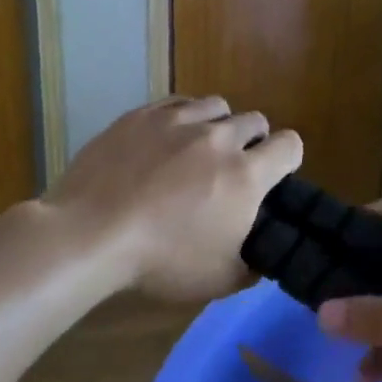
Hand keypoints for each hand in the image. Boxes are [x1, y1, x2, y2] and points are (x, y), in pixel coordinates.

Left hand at [46, 96, 301, 301]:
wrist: (91, 235)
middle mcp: (219, 138)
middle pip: (255, 120)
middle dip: (253, 142)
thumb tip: (260, 252)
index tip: (273, 177)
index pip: (290, 145)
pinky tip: (168, 139)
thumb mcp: (220, 279)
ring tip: (200, 148)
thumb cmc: (161, 262)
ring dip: (219, 124)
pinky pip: (178, 103)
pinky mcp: (142, 115)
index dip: (287, 159)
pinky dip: (183, 118)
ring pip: (217, 105)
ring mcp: (178, 121)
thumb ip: (253, 262)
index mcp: (246, 175)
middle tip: (231, 169)